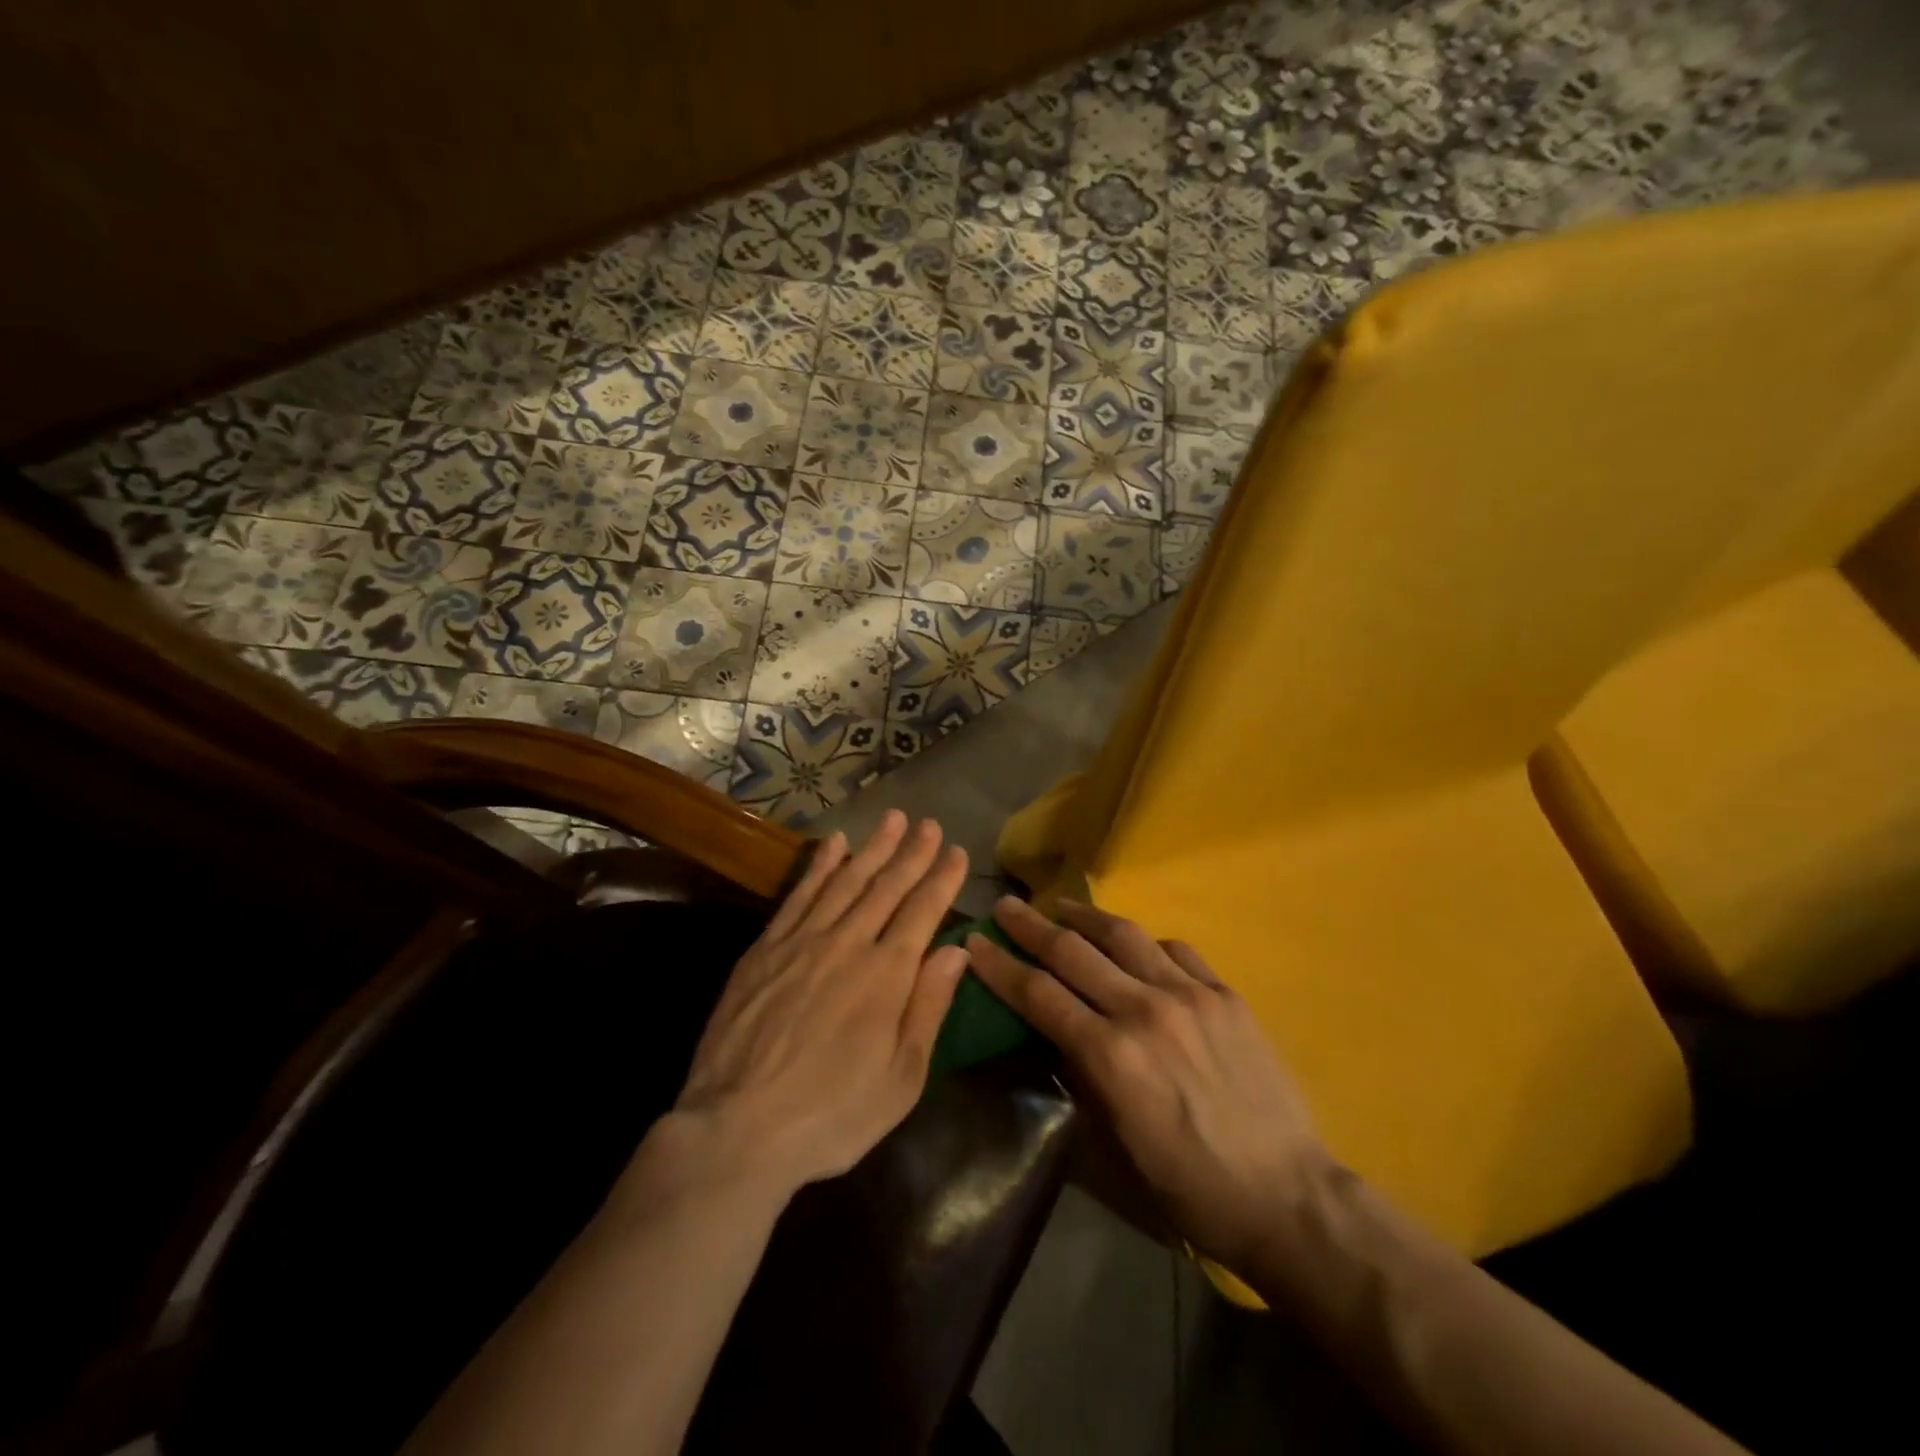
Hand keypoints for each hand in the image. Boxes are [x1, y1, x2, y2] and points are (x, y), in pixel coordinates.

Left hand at [669, 811, 969, 1197]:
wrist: (738, 1128)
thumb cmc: (833, 1114)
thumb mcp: (901, 1078)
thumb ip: (928, 1007)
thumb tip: (955, 951)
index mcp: (887, 975)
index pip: (923, 911)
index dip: (943, 879)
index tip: (958, 851)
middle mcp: (849, 943)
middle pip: (887, 886)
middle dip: (912, 852)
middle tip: (929, 823)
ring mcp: (803, 941)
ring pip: (846, 881)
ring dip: (872, 847)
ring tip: (892, 818)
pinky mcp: (766, 948)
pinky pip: (799, 895)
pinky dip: (820, 866)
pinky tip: (834, 845)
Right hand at [966, 897, 1330, 1271]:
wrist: (1287, 1195)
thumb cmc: (1190, 1186)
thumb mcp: (1117, 1142)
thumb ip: (1082, 1076)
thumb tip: (1058, 1032)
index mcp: (1110, 1054)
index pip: (1039, 994)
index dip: (1001, 966)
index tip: (976, 941)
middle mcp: (1144, 1010)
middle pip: (1073, 952)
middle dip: (1030, 926)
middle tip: (1005, 906)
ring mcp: (1190, 995)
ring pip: (1125, 936)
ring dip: (1085, 917)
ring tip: (1062, 906)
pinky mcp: (1226, 995)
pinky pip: (1177, 951)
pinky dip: (1147, 943)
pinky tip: (1137, 945)